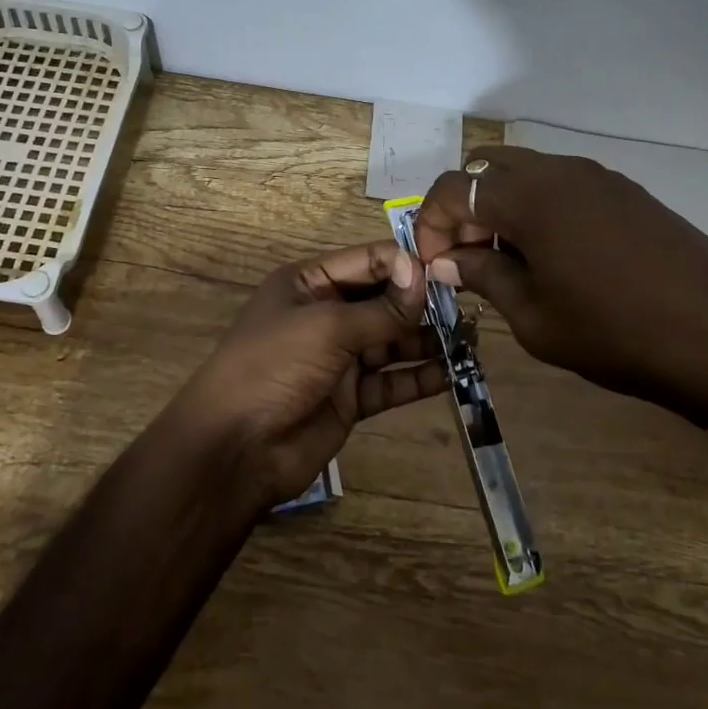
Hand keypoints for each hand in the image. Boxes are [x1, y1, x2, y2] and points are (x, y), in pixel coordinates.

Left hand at [164, 242, 449, 506]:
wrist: (237, 447)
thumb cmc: (275, 366)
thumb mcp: (327, 327)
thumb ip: (381, 308)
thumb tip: (423, 276)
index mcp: (309, 283)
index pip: (368, 261)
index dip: (405, 264)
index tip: (448, 270)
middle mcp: (326, 314)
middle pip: (384, 300)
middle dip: (422, 303)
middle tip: (469, 304)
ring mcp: (339, 357)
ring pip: (392, 341)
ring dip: (427, 340)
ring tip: (470, 339)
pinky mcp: (350, 397)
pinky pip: (391, 381)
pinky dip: (419, 377)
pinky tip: (452, 373)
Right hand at [412, 147, 707, 427]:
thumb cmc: (615, 333)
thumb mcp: (535, 317)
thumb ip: (484, 276)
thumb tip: (447, 261)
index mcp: (528, 198)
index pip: (452, 188)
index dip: (430, 224)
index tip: (436, 265)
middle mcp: (558, 171)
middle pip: (486, 168)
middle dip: (464, 208)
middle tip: (469, 256)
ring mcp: (596, 175)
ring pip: (525, 172)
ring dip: (501, 206)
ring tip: (510, 258)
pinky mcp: (624, 189)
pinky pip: (561, 183)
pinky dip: (538, 206)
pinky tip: (554, 253)